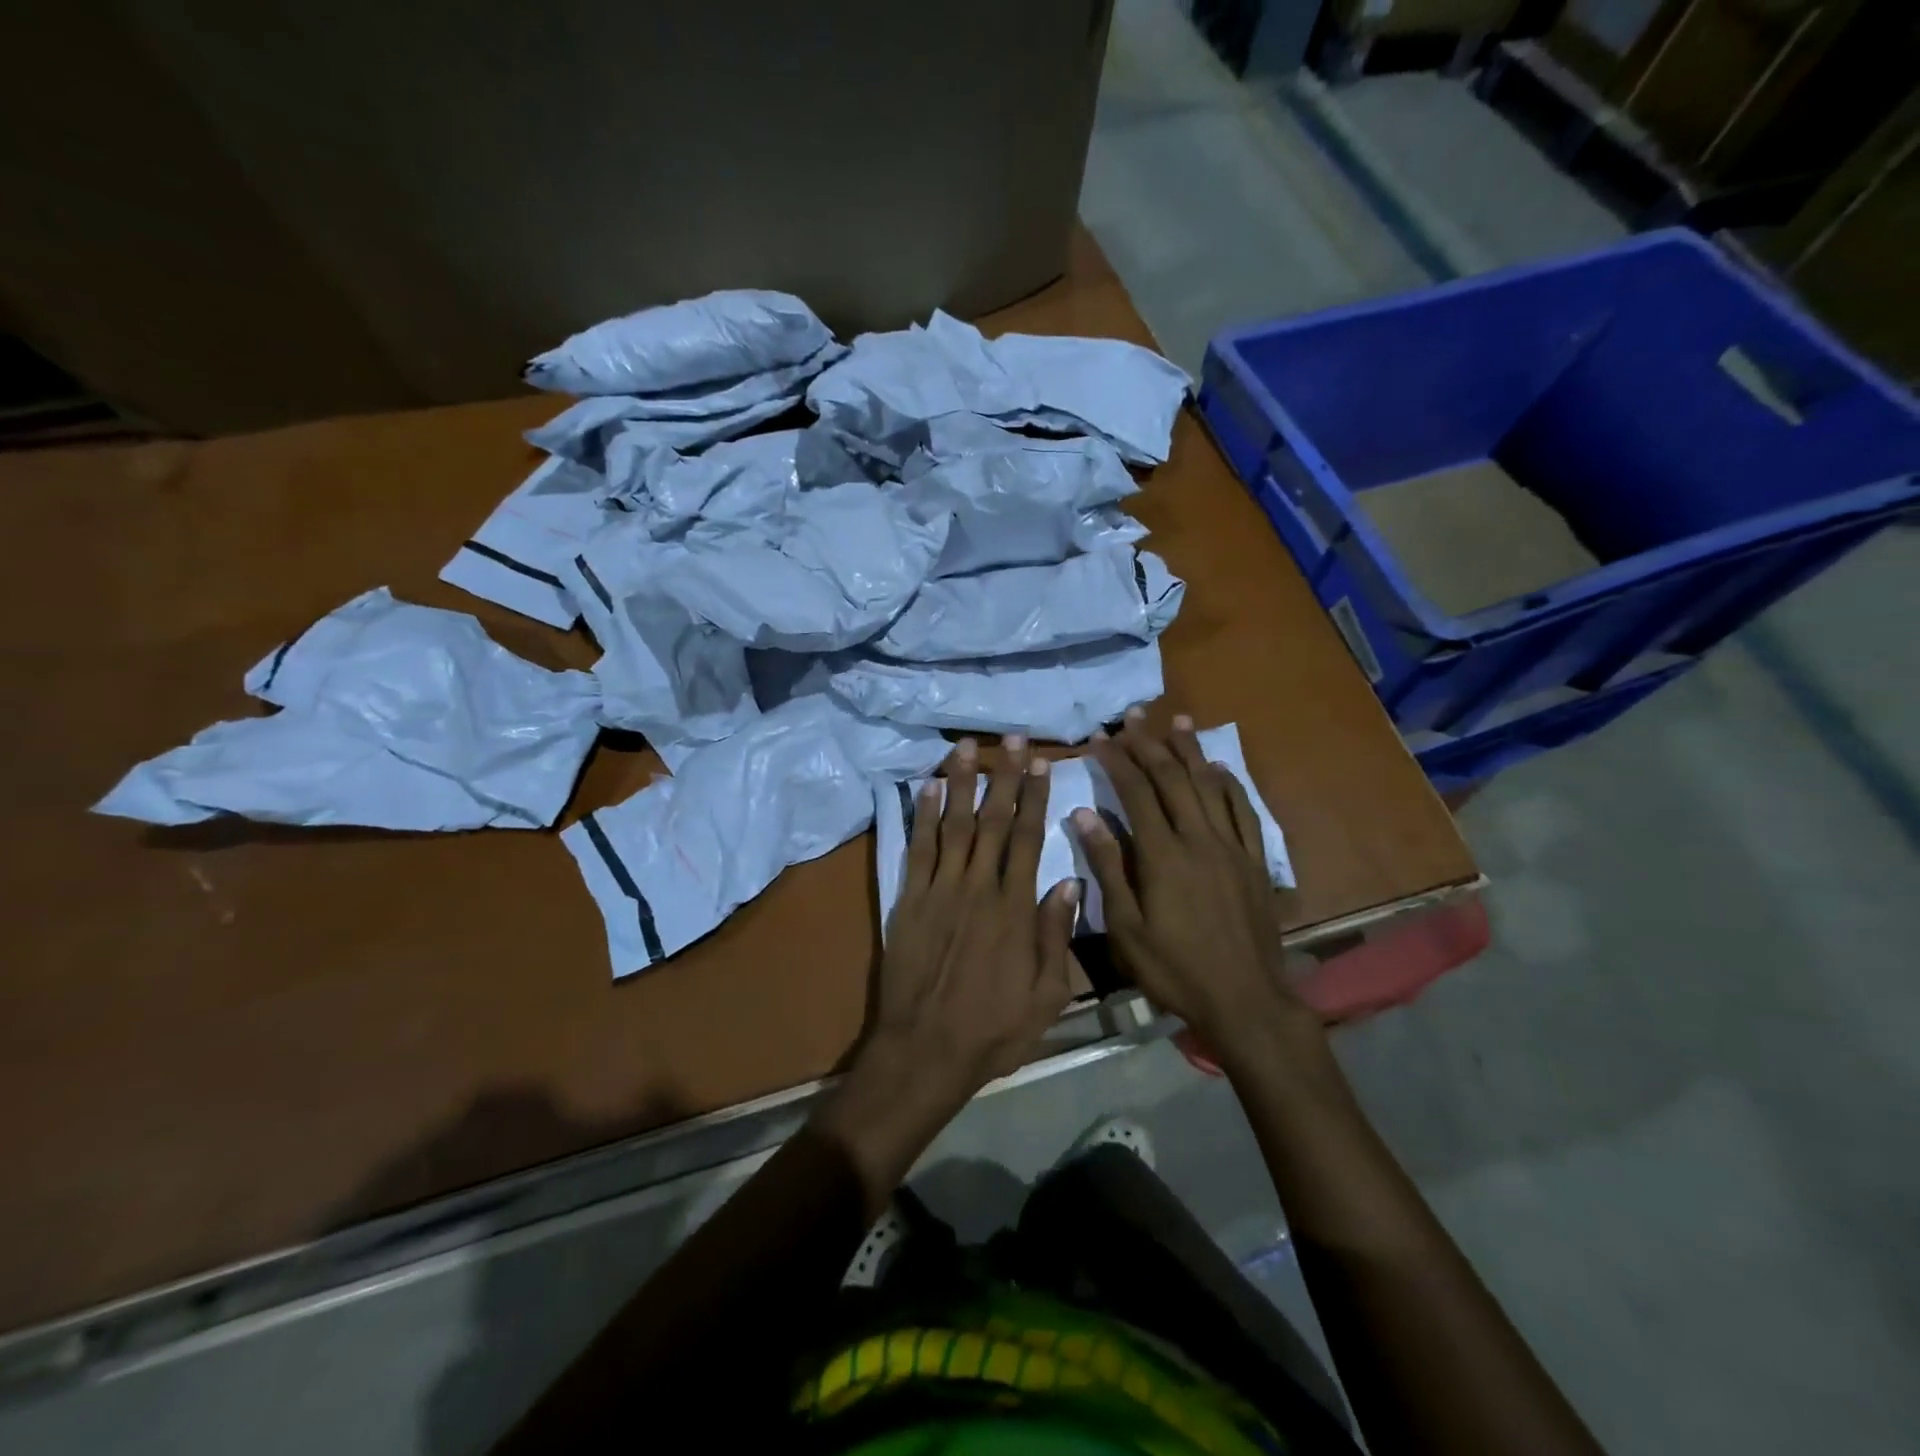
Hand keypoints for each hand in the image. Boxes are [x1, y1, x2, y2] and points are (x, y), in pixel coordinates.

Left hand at [868, 735, 1081, 1102]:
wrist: (925, 1050)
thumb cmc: (993, 1029)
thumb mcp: (1047, 996)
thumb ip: (1056, 936)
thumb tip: (1069, 881)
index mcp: (1014, 907)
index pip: (1029, 838)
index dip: (1035, 797)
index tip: (1041, 763)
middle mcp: (977, 887)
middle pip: (993, 820)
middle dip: (1004, 775)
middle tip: (1011, 737)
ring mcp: (939, 890)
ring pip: (953, 824)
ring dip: (960, 782)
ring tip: (966, 746)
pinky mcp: (908, 899)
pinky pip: (917, 848)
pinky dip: (920, 815)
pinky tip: (925, 787)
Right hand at [1073, 710, 1315, 1061]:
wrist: (1245, 1000)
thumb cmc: (1175, 969)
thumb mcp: (1126, 927)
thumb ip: (1108, 866)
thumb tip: (1085, 814)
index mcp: (1163, 855)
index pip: (1136, 793)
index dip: (1117, 761)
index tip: (1100, 738)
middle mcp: (1199, 839)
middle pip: (1173, 779)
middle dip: (1150, 743)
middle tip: (1133, 715)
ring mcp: (1232, 848)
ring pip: (1210, 786)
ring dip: (1191, 750)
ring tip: (1177, 719)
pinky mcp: (1255, 861)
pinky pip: (1243, 812)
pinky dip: (1230, 785)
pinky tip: (1220, 768)